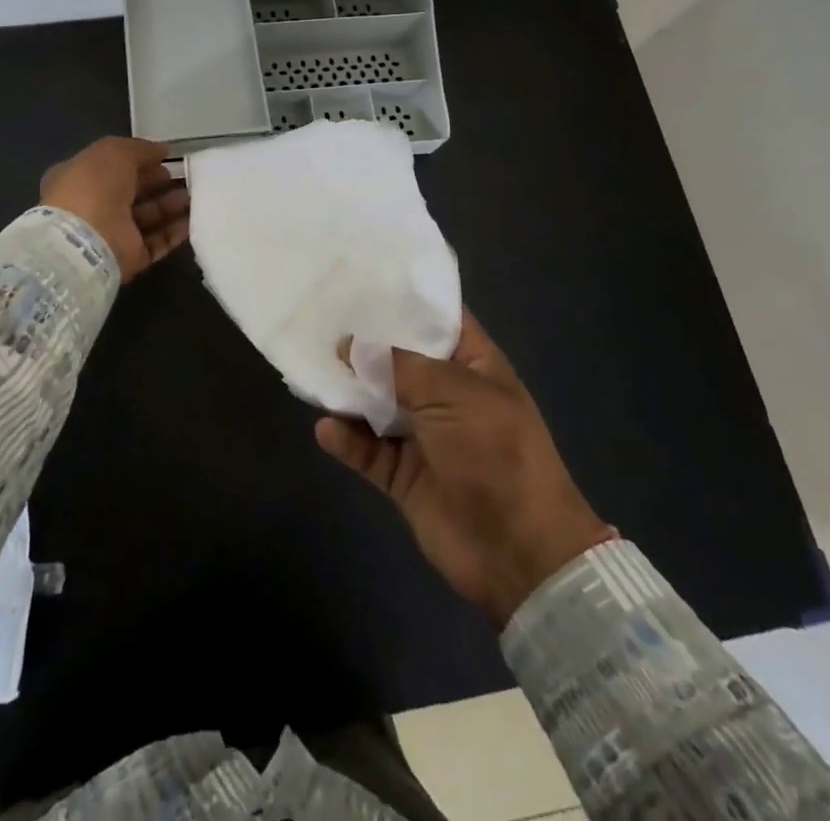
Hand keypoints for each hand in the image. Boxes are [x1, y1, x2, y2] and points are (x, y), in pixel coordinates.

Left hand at [39, 136, 190, 281]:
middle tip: (188, 177)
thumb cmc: (93, 188)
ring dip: (172, 206)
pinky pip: (156, 242)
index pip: (114, 168)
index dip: (140, 161)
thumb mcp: (114, 152)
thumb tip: (162, 150)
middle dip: (160, 183)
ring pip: (148, 217)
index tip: (166, 158)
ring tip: (196, 196)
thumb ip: (139, 149)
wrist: (84, 243)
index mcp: (81, 178)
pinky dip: (175, 232)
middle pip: (133, 193)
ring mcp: (112, 234)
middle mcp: (94, 206)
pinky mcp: (129, 258)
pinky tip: (194, 219)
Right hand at [315, 310, 612, 627]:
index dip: (405, 299)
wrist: (519, 551)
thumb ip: (396, 365)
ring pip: (376, 404)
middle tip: (318, 319)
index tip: (361, 279)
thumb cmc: (495, 452)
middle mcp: (446, 395)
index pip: (438, 319)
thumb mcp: (451, 392)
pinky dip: (346, 440)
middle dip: (363, 343)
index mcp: (472, 365)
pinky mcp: (403, 475)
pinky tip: (326, 429)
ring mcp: (424, 436)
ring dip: (347, 392)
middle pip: (397, 360)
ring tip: (311, 372)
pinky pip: (367, 450)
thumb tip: (349, 344)